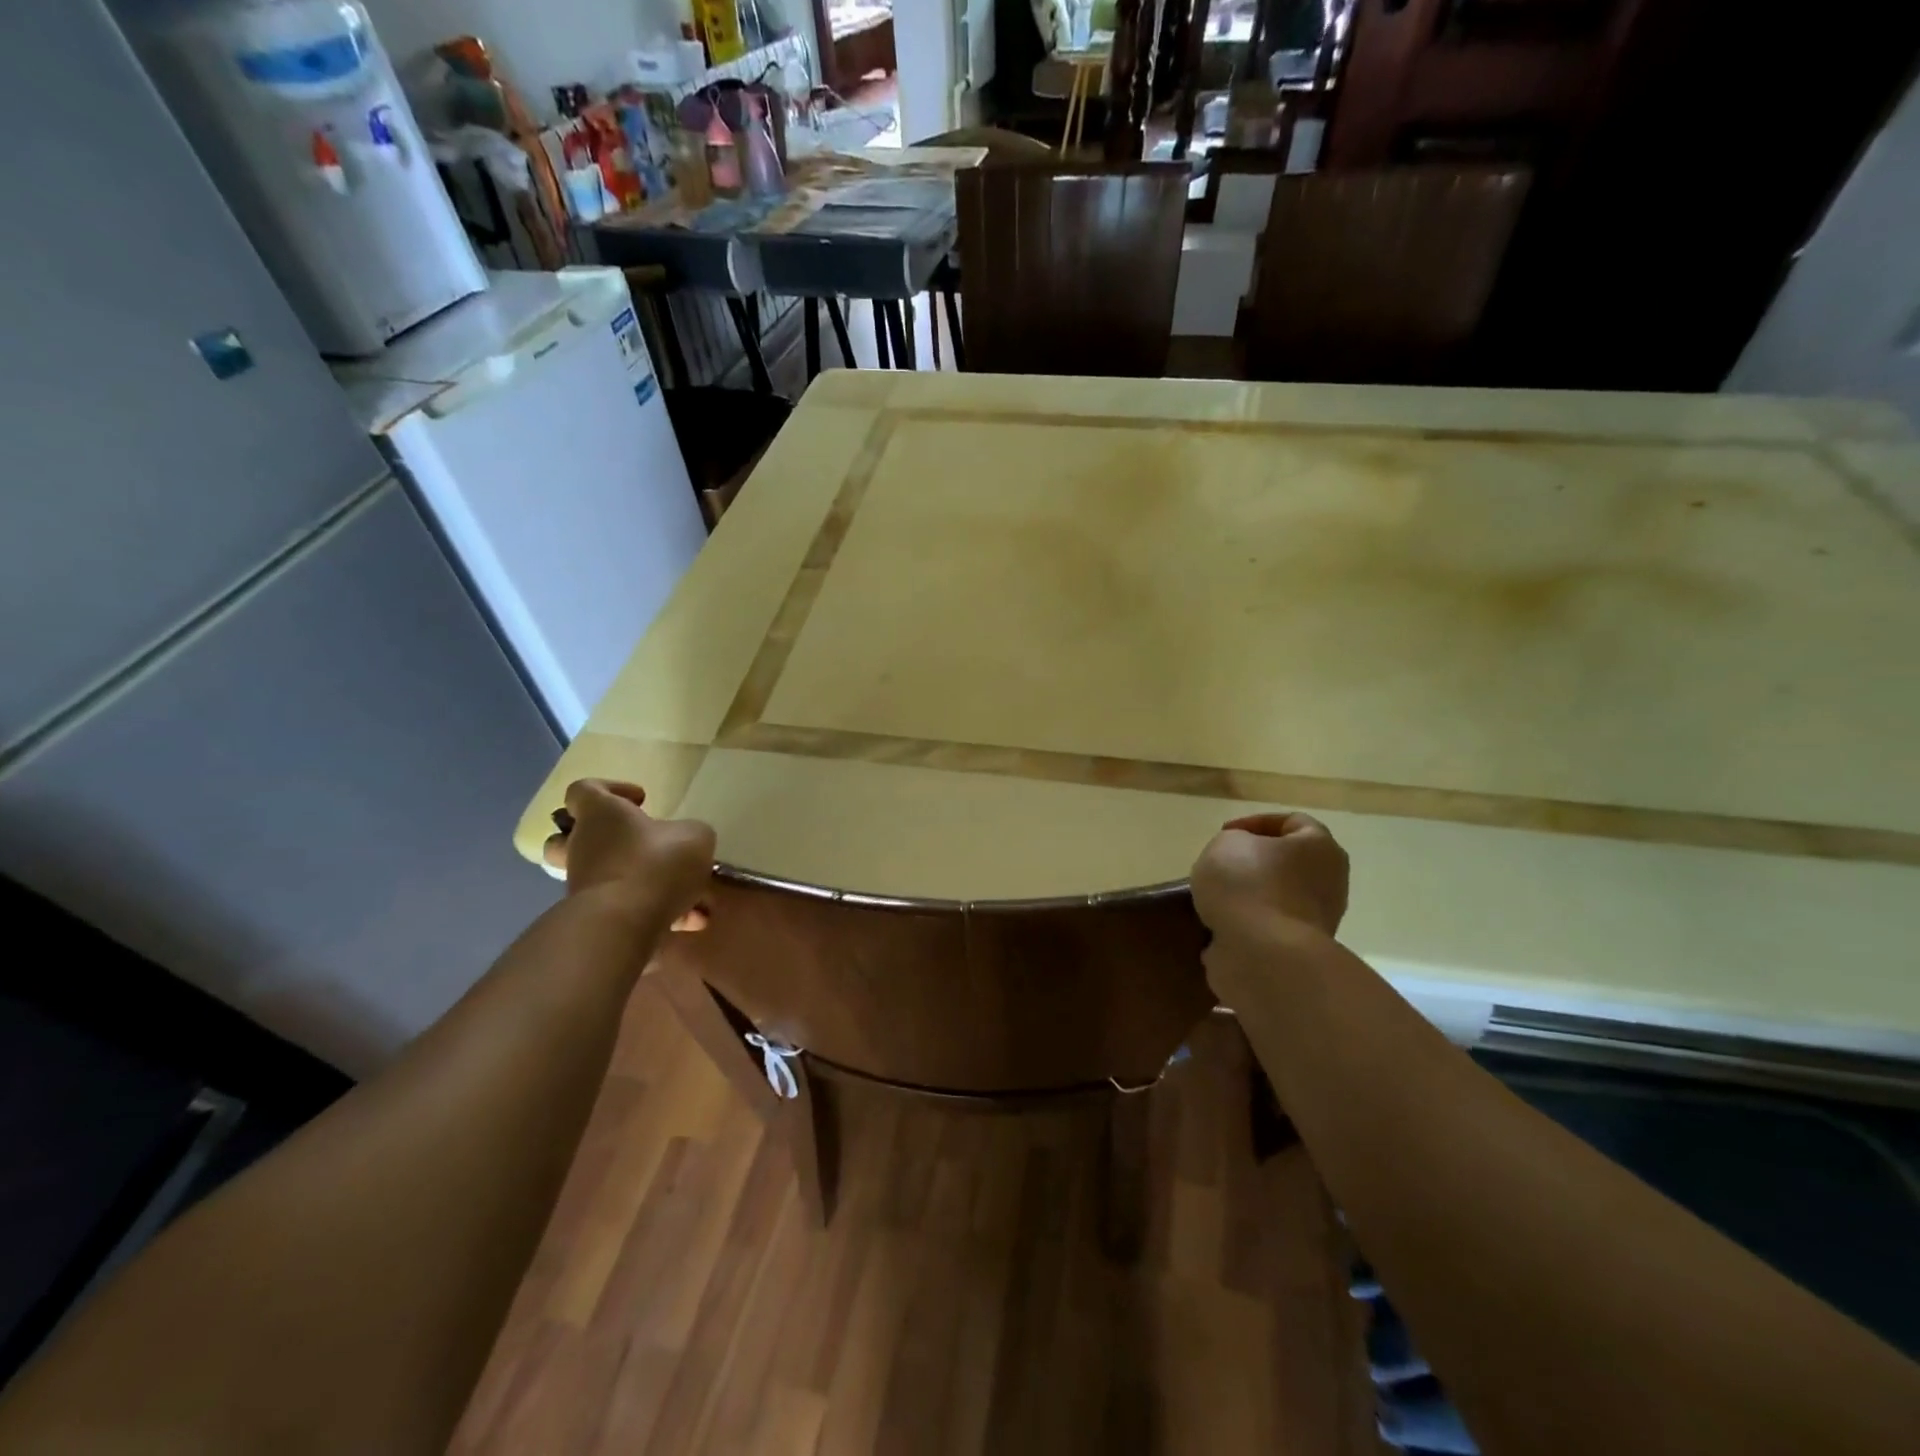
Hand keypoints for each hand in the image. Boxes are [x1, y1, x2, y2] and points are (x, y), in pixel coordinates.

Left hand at [542, 779, 714, 931]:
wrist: (624, 923)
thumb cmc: (655, 862)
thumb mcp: (695, 835)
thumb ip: (690, 834)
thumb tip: (685, 842)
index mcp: (601, 815)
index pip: (584, 790)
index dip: (610, 789)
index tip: (641, 801)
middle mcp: (584, 847)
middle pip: (568, 838)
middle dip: (604, 842)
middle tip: (639, 845)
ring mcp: (585, 885)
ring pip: (608, 878)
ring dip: (647, 884)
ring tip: (691, 896)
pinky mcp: (596, 917)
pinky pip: (627, 909)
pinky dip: (659, 913)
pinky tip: (692, 921)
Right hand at [1190, 812, 1349, 938]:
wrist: (1263, 955)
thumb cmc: (1248, 885)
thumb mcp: (1225, 843)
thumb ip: (1232, 841)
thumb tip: (1240, 860)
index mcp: (1319, 847)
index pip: (1291, 821)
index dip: (1254, 822)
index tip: (1224, 834)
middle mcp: (1329, 881)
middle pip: (1287, 862)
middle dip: (1253, 863)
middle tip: (1221, 865)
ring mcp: (1318, 919)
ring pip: (1277, 896)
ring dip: (1248, 896)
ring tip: (1215, 899)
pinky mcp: (1299, 950)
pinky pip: (1268, 927)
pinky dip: (1246, 925)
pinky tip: (1220, 926)